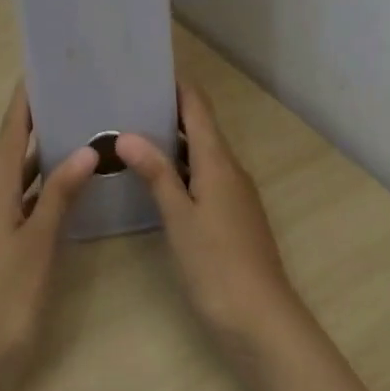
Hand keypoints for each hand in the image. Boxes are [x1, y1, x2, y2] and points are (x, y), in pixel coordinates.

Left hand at [0, 84, 98, 390]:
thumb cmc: (6, 300)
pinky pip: (22, 202)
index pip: (10, 134)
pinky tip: (67, 188)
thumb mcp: (38, 243)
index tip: (40, 71)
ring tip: (75, 130)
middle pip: (12, 151)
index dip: (23, 103)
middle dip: (36, 122)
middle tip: (70, 96)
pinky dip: (42, 187)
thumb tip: (86, 149)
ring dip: (41, 155)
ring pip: (18, 178)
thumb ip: (61, 194)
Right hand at [118, 84, 306, 360]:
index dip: (178, 85)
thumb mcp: (180, 218)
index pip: (198, 107)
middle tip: (129, 101)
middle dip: (169, 111)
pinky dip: (181, 169)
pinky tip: (157, 181)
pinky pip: (205, 177)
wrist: (262, 321)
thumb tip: (127, 134)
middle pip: (201, 127)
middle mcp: (230, 169)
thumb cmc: (217, 265)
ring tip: (134, 134)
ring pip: (202, 154)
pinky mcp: (232, 216)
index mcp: (218, 161)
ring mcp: (234, 194)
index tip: (149, 69)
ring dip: (174, 141)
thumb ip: (156, 174)